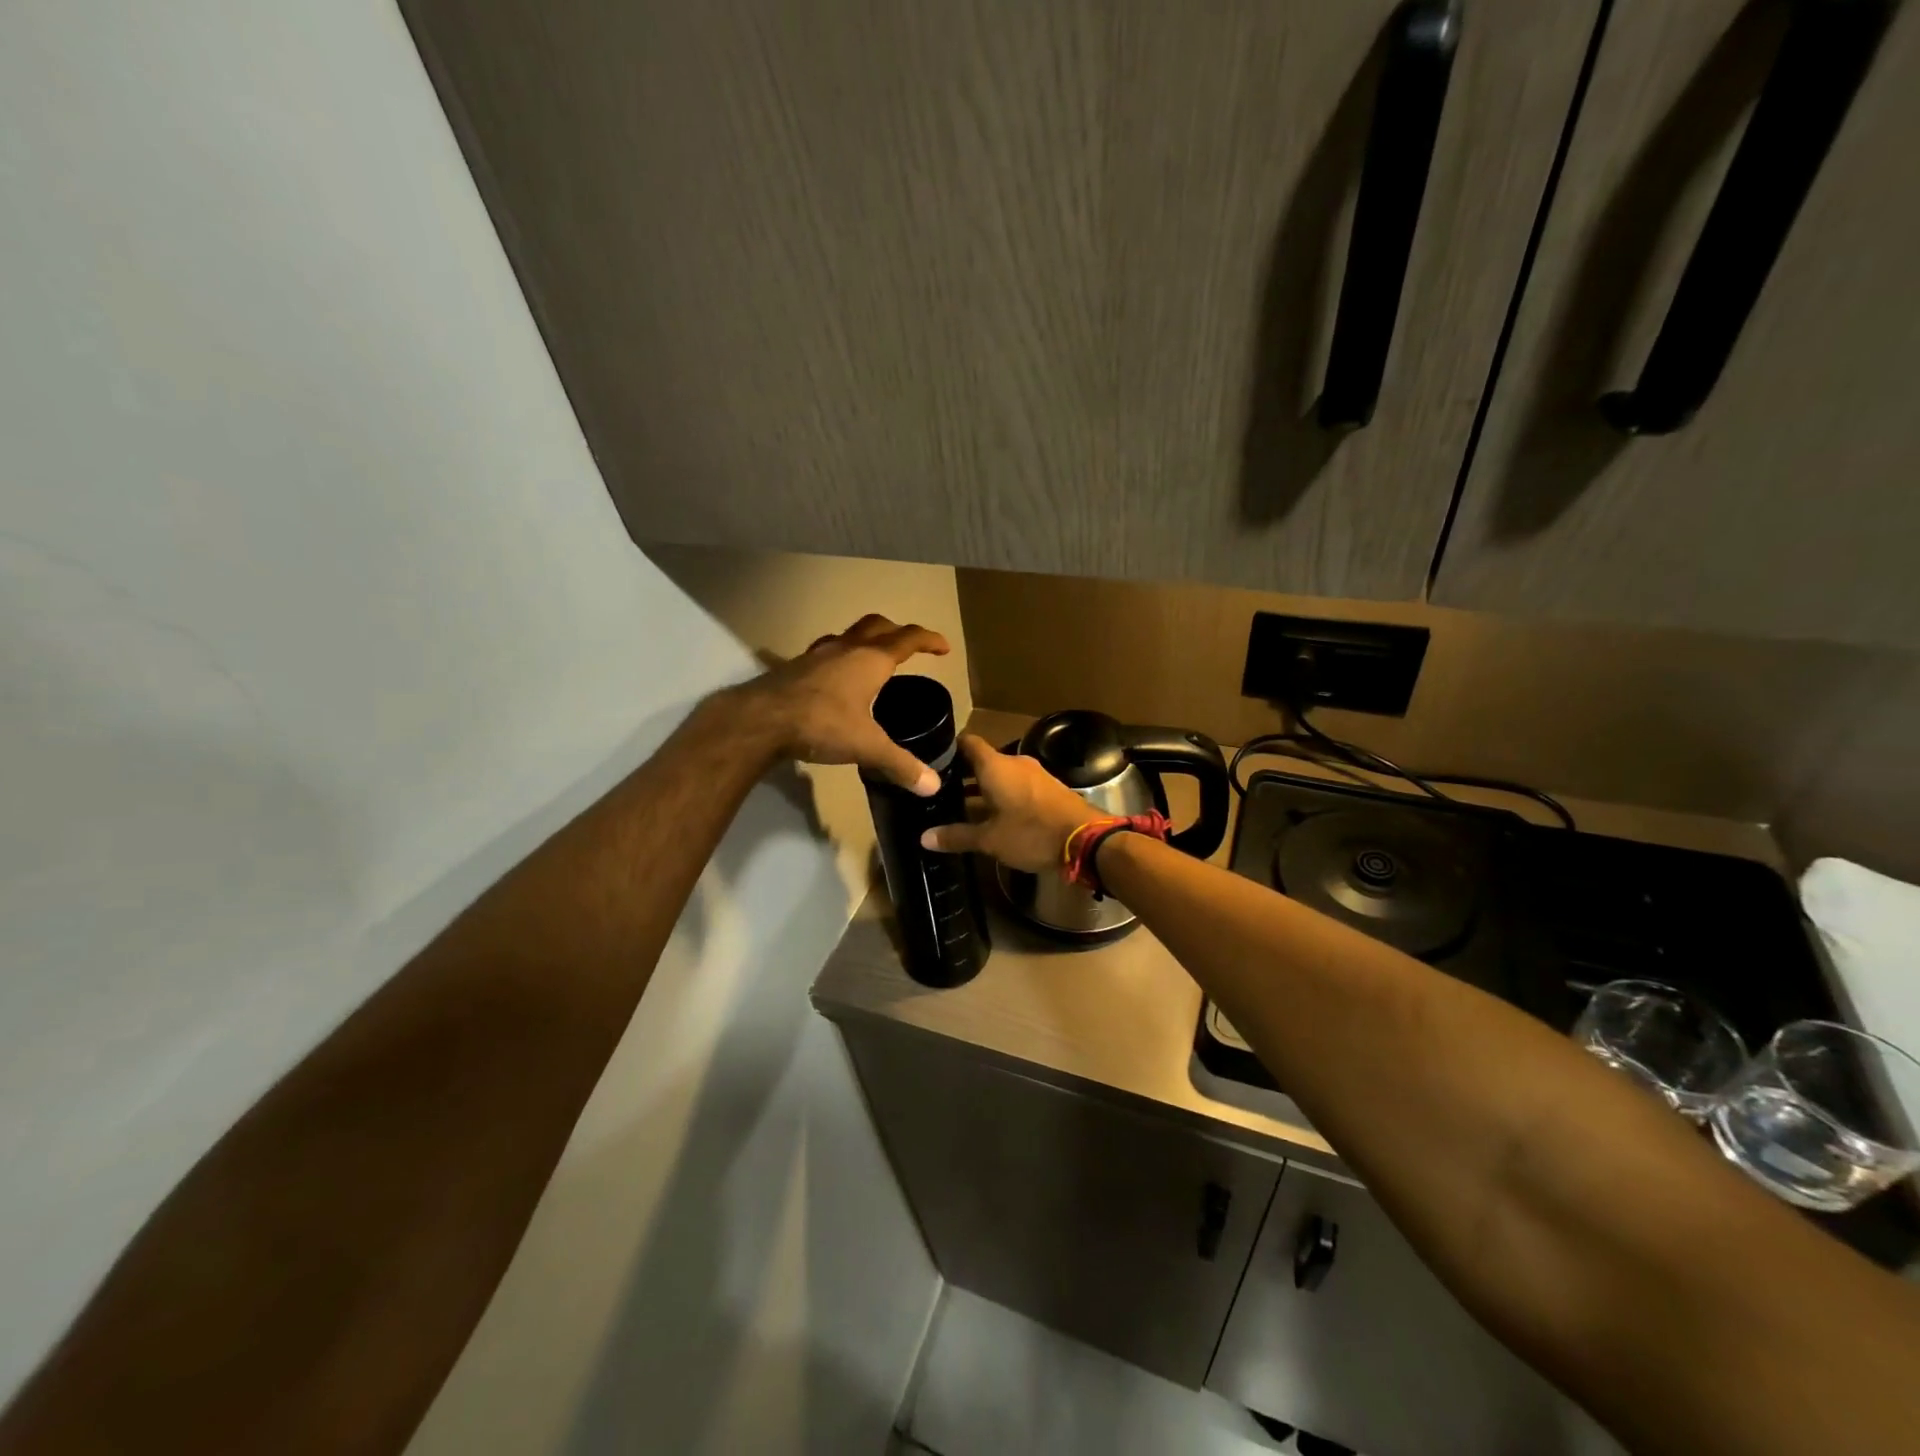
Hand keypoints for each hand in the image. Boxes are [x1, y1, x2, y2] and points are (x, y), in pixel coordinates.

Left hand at [733, 614, 951, 793]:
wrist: (760, 721)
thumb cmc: (821, 724)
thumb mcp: (867, 746)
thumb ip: (901, 764)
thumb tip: (932, 785)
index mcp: (870, 660)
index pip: (907, 639)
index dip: (929, 640)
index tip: (944, 648)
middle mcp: (845, 649)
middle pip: (877, 626)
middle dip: (897, 631)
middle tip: (909, 646)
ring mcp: (816, 655)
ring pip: (847, 635)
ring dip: (865, 640)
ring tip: (872, 659)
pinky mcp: (794, 667)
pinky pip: (823, 652)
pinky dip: (837, 657)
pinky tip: (832, 677)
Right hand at [919, 735, 1092, 872]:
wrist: (1087, 840)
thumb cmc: (1032, 833)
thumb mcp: (990, 840)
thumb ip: (957, 836)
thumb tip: (924, 838)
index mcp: (995, 766)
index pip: (967, 742)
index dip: (948, 749)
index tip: (931, 761)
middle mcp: (1014, 763)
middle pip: (983, 760)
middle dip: (962, 774)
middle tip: (940, 790)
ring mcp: (1034, 775)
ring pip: (1000, 775)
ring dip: (983, 788)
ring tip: (961, 806)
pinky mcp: (1048, 789)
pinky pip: (1017, 785)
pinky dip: (1002, 795)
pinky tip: (993, 815)